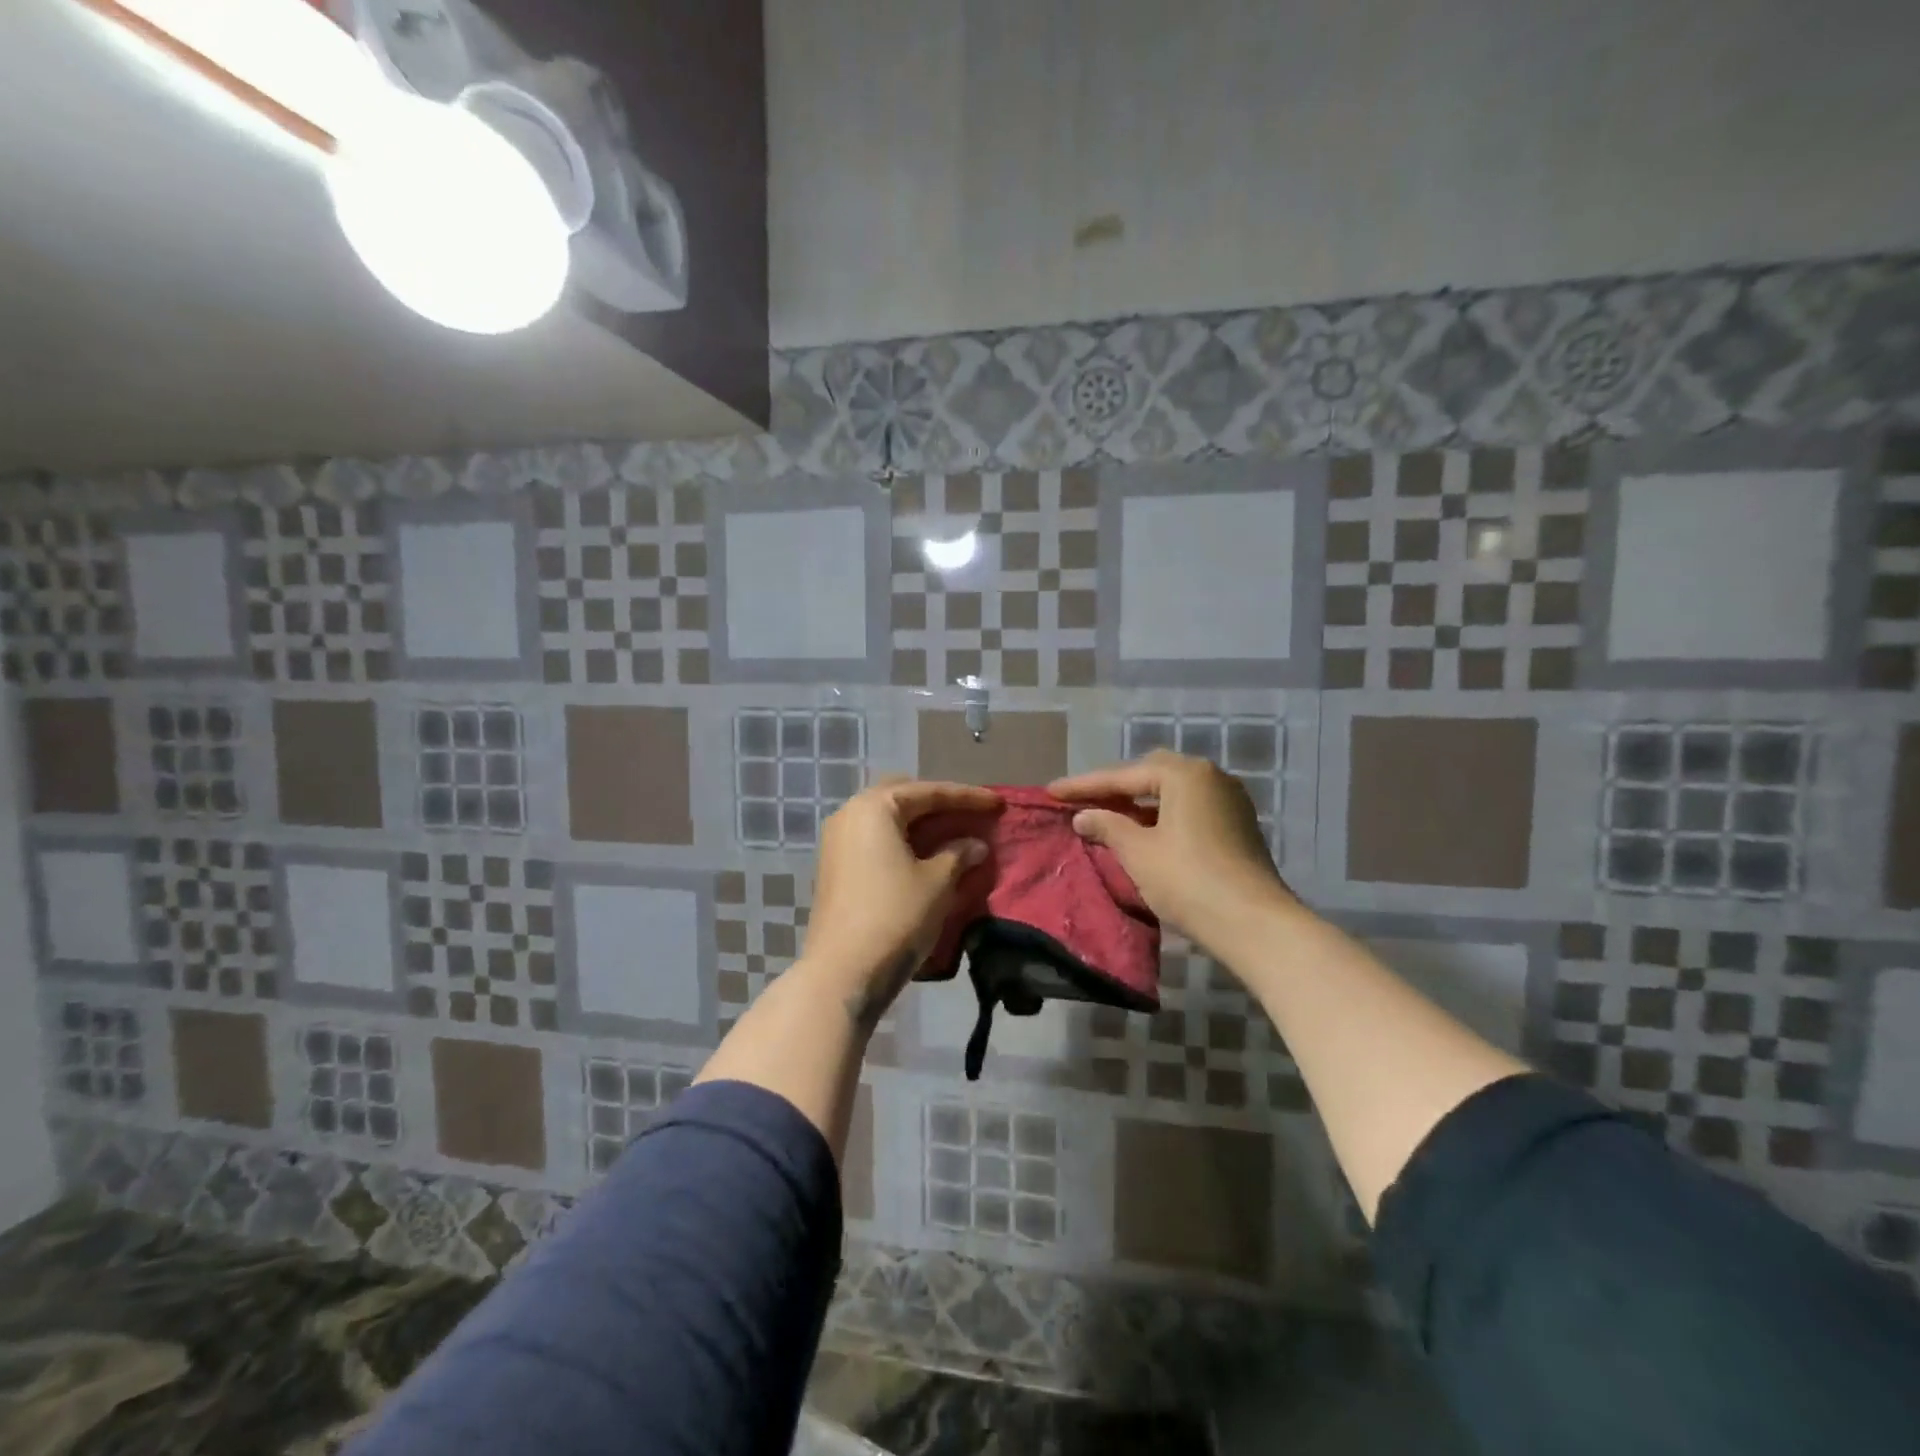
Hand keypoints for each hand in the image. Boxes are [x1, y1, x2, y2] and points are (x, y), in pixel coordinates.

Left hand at [803, 778, 996, 1026]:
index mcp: (874, 808)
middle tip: (969, 814)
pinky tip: (926, 856)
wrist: (843, 972)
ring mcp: (837, 842)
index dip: (967, 797)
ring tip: (953, 835)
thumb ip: (959, 854)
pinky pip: (876, 841)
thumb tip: (975, 844)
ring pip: (887, 821)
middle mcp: (849, 815)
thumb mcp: (937, 882)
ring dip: (920, 825)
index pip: (928, 792)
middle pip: (902, 798)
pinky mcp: (835, 869)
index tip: (998, 803)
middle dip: (937, 804)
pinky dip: (903, 842)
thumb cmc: (895, 916)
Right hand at [1049, 752, 1292, 941]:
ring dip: (1139, 803)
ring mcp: (1229, 801)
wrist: (1254, 924)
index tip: (1052, 792)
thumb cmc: (1188, 880)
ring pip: (1172, 793)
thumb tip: (1083, 816)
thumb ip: (1107, 826)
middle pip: (1151, 776)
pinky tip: (1143, 833)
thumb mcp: (1139, 852)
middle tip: (1083, 801)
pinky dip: (1162, 816)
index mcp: (1185, 774)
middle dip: (1115, 788)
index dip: (1084, 785)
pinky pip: (1189, 810)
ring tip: (1108, 816)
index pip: (1123, 776)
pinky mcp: (1237, 826)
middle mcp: (1210, 777)